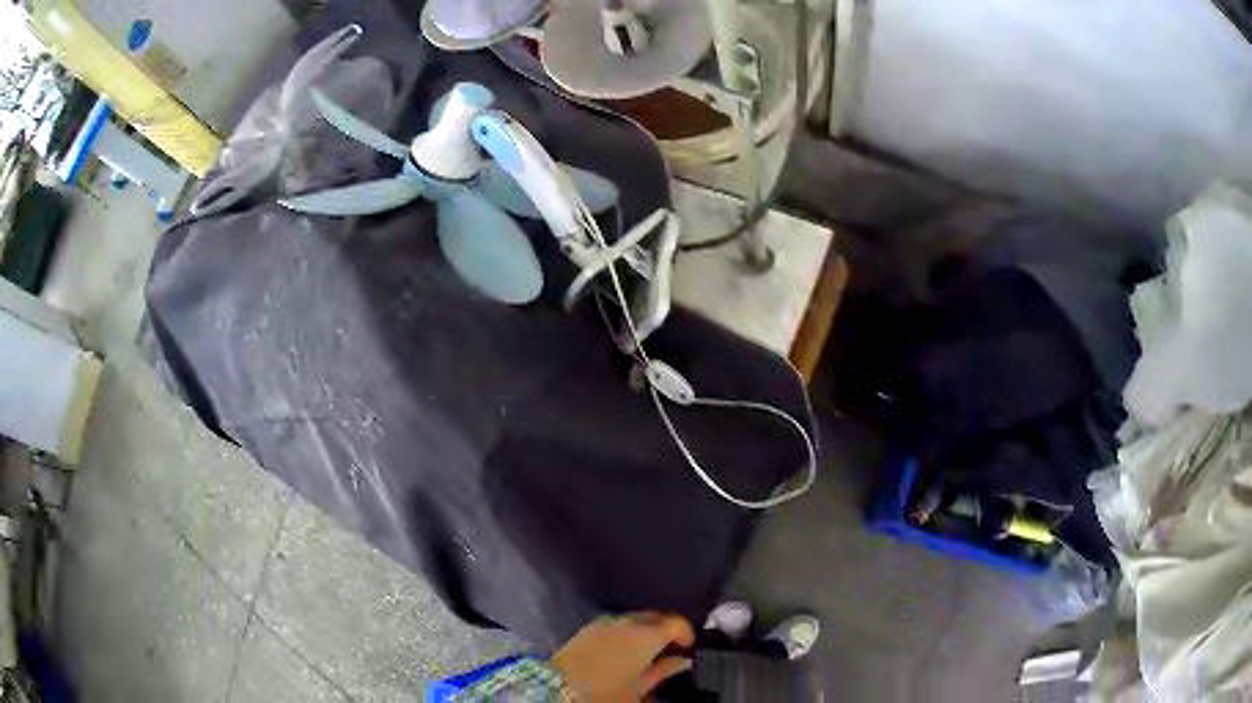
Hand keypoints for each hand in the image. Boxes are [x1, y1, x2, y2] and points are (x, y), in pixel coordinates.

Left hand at [551, 612, 695, 701]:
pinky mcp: (589, 627)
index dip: (686, 632)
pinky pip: (617, 622)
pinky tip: (626, 648)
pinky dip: (627, 631)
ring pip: (635, 618)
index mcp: (646, 636)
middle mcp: (627, 622)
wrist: (557, 687)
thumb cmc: (606, 692)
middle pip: (655, 616)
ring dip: (646, 629)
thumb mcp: (640, 688)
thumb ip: (663, 671)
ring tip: (648, 650)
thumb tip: (683, 661)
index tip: (688, 647)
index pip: (675, 622)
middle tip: (671, 648)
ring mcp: (605, 622)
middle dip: (666, 628)